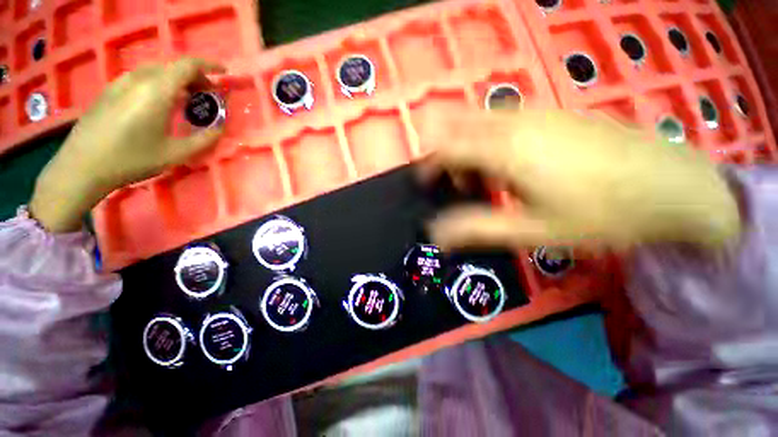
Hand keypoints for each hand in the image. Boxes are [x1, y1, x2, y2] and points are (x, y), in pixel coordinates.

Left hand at [30, 58, 224, 232]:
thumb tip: (220, 128)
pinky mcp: (109, 91)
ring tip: (185, 99)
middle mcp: (138, 79)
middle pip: (172, 67)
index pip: (187, 65)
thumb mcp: (175, 154)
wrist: (82, 166)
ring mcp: (120, 83)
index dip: (209, 66)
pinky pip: (141, 78)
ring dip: (176, 80)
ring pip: (156, 71)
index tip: (224, 73)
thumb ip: (203, 139)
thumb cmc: (132, 160)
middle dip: (195, 77)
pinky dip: (158, 84)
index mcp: (156, 91)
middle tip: (207, 95)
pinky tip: (159, 103)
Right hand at [421, 109, 740, 250]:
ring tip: (489, 181)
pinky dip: (492, 141)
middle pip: (460, 128)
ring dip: (472, 149)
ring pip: (481, 123)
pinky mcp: (554, 113)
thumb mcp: (531, 231)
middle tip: (463, 186)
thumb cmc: (601, 214)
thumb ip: (476, 229)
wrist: (673, 186)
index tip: (426, 184)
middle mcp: (516, 122)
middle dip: (449, 156)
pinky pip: (504, 121)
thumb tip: (436, 235)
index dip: (429, 164)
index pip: (448, 147)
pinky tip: (515, 165)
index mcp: (506, 150)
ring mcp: (538, 113)